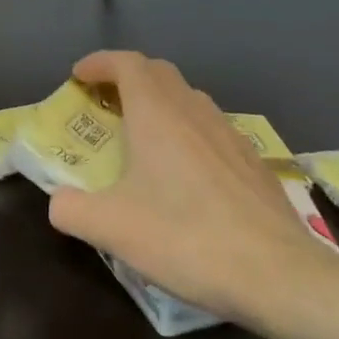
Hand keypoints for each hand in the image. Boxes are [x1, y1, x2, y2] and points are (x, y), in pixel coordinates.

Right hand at [46, 50, 335, 327]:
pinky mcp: (253, 162)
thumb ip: (70, 208)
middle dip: (127, 76)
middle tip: (103, 100)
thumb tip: (60, 201)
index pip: (127, 64)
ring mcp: (230, 136)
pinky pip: (210, 128)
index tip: (78, 76)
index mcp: (157, 116)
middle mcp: (195, 114)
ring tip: (140, 133)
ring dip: (158, 102)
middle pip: (159, 73)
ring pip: (189, 98)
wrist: (279, 275)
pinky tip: (182, 170)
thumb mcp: (110, 228)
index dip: (99, 63)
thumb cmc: (186, 239)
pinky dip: (185, 129)